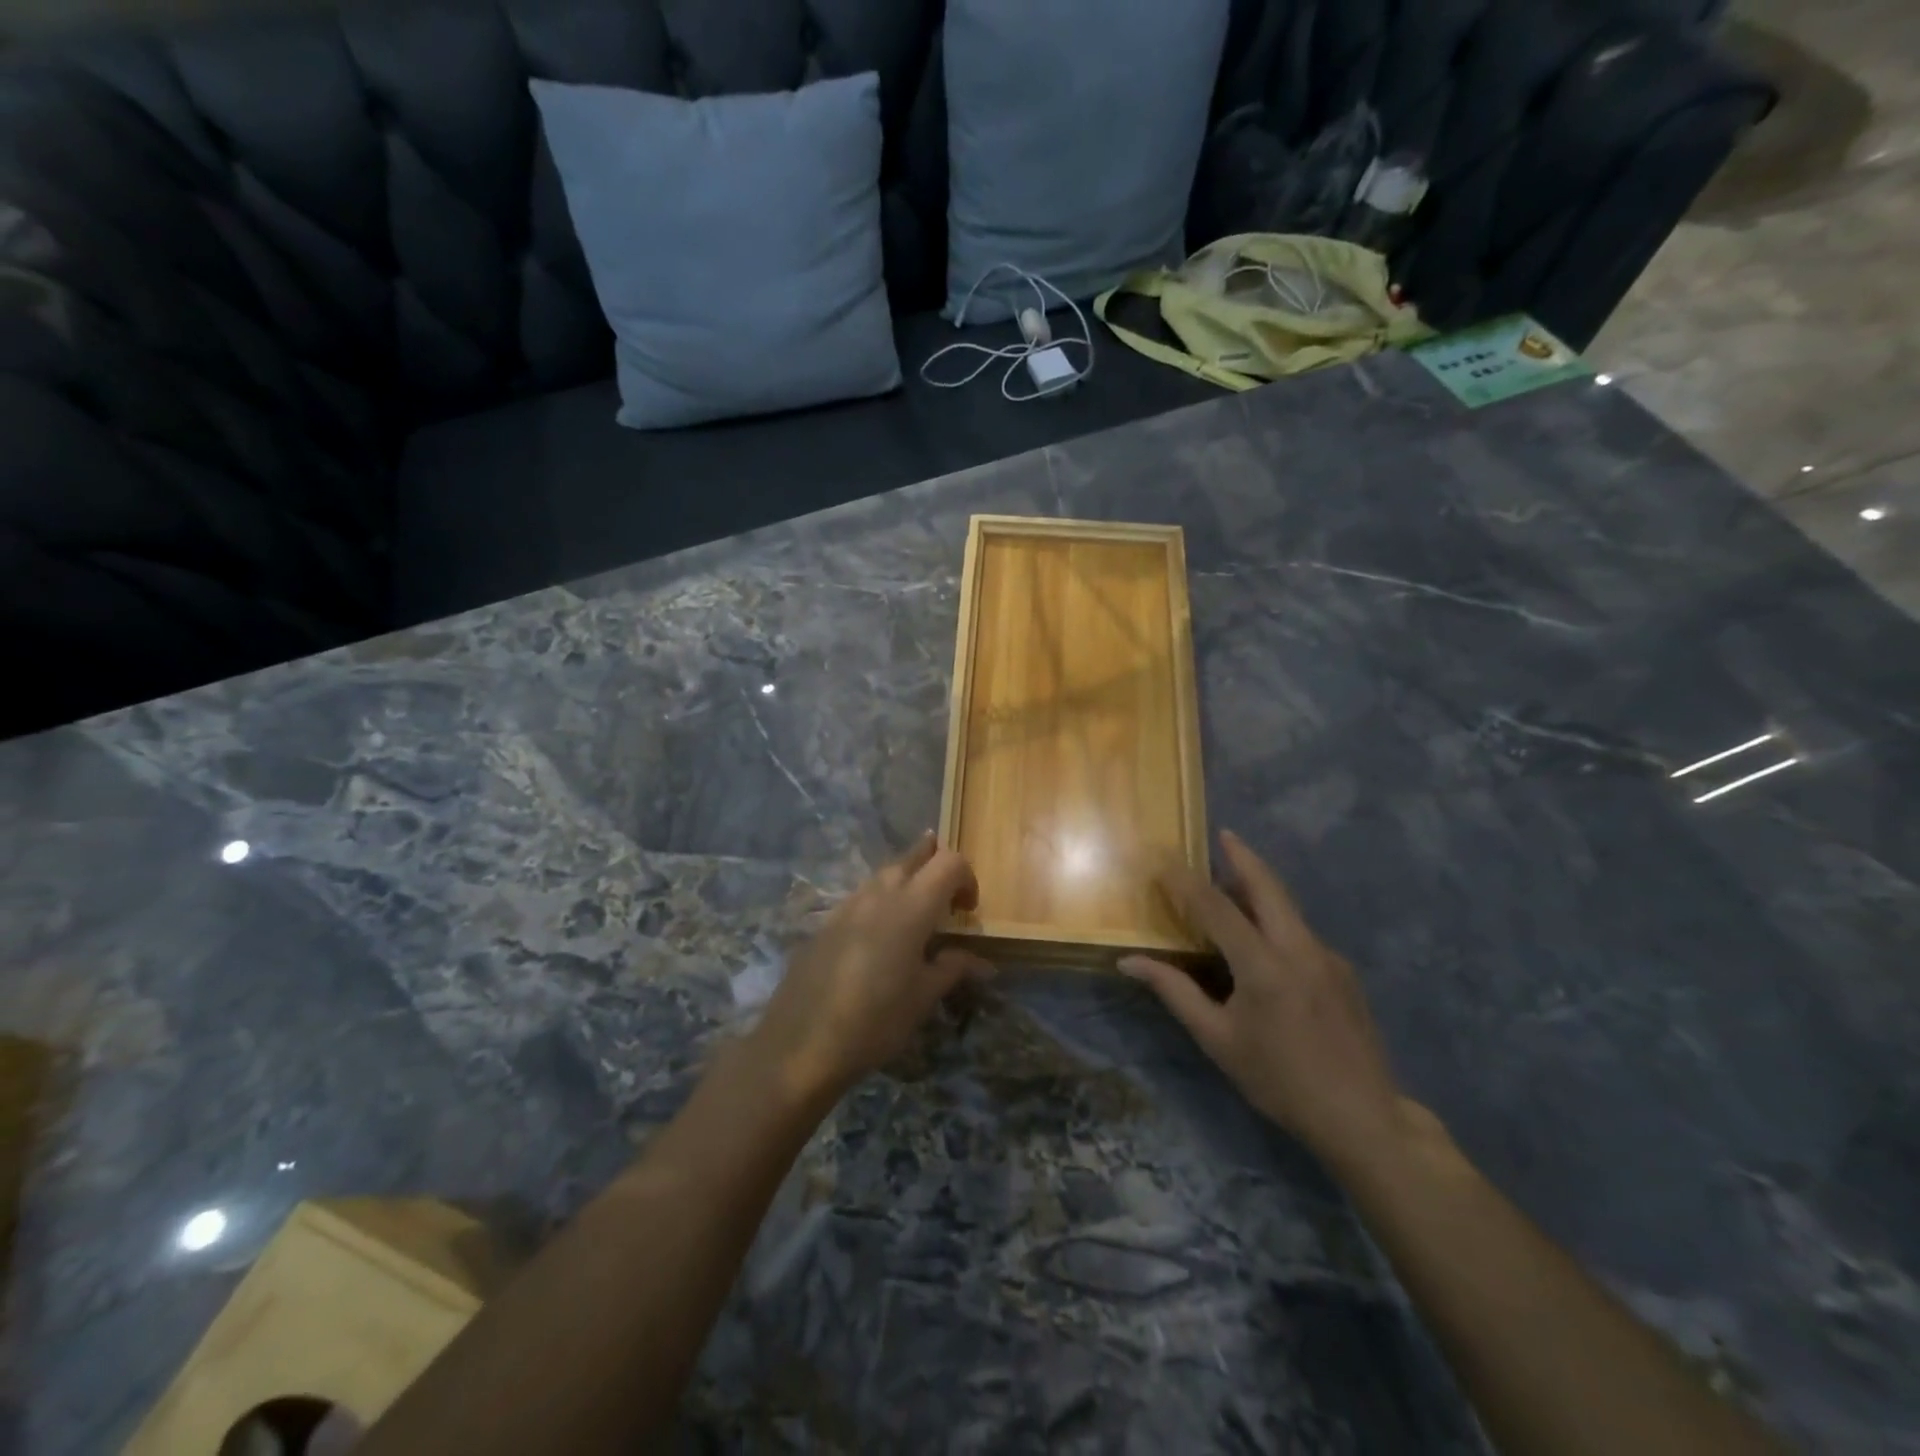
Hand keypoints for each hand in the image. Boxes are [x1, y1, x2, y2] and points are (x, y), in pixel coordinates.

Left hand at [751, 832, 991, 1101]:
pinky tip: (879, 936)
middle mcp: (880, 893)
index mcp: (912, 905)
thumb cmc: (875, 1020)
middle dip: (935, 865)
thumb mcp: (923, 997)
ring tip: (917, 914)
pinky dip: (880, 902)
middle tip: (947, 898)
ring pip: (884, 874)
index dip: (967, 878)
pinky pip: (862, 897)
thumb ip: (953, 968)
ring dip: (907, 881)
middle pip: (913, 857)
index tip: (968, 912)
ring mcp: (847, 905)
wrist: (800, 1044)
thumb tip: (981, 961)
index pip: (949, 863)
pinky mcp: (826, 923)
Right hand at [1120, 831, 1409, 1171]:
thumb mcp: (1218, 1040)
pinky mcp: (1343, 972)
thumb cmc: (1279, 1080)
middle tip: (1223, 834)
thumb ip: (1174, 992)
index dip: (1185, 881)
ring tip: (1233, 883)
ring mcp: (1328, 957)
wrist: (1362, 1118)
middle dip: (1243, 856)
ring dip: (1260, 887)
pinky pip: (1301, 933)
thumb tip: (1129, 961)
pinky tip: (1263, 943)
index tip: (1162, 859)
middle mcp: (1300, 949)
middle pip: (1268, 887)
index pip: (1216, 908)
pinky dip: (1276, 920)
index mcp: (1264, 966)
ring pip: (1288, 908)